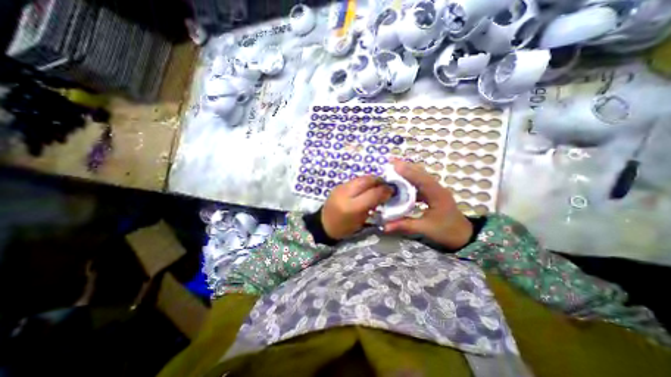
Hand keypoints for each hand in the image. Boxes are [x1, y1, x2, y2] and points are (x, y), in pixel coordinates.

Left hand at [321, 175, 394, 240]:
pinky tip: (365, 188)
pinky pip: (354, 180)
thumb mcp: (361, 220)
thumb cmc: (344, 227)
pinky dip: (363, 182)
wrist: (324, 224)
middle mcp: (345, 194)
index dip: (385, 190)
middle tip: (385, 186)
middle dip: (379, 181)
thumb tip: (385, 193)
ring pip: (360, 178)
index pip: (373, 193)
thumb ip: (372, 205)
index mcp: (352, 207)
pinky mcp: (338, 185)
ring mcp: (340, 187)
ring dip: (371, 180)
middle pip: (366, 180)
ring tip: (376, 186)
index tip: (392, 191)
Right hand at [383, 157, 470, 249]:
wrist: (464, 237)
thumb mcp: (425, 229)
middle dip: (406, 166)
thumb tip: (385, 226)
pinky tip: (401, 183)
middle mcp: (437, 189)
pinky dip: (410, 180)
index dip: (408, 172)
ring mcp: (436, 190)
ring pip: (421, 177)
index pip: (422, 180)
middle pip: (421, 173)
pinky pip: (420, 183)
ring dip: (408, 171)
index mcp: (437, 195)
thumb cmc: (447, 232)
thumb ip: (405, 226)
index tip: (394, 165)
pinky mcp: (433, 194)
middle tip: (390, 162)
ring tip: (394, 168)